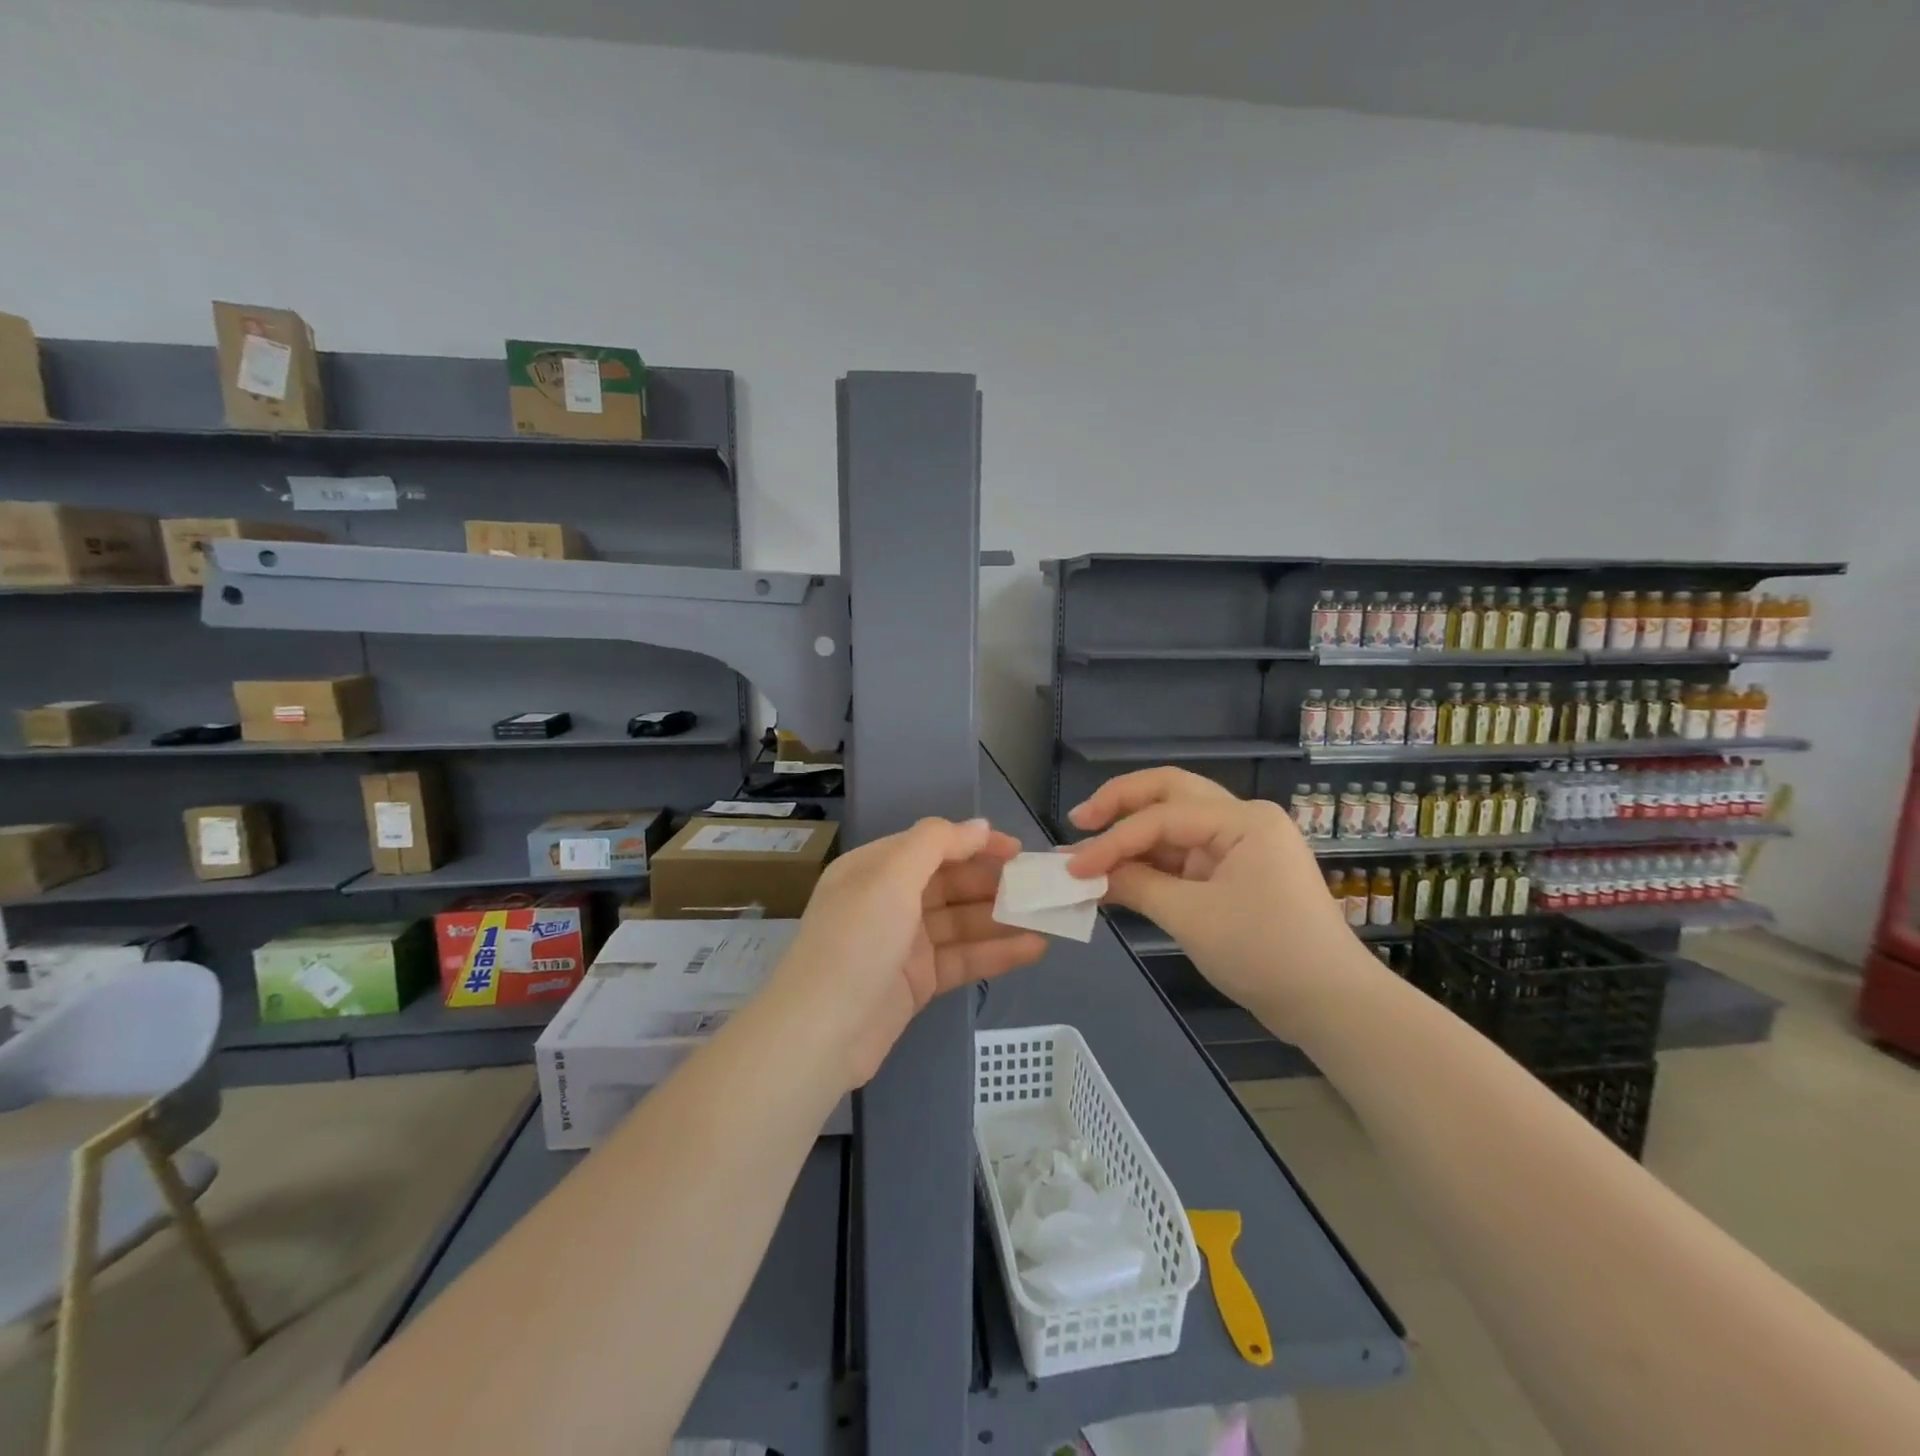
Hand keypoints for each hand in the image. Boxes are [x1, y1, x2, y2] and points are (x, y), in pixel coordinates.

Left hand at [773, 817, 1046, 1087]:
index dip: (975, 843)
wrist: (821, 1032)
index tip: (1018, 850)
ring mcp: (904, 943)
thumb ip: (936, 843)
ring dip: (1002, 918)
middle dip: (993, 882)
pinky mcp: (918, 982)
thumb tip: (978, 825)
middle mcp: (889, 900)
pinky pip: (963, 958)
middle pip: (950, 883)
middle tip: (1040, 886)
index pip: (933, 845)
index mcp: (875, 868)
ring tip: (1048, 916)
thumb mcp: (891, 876)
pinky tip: (1034, 948)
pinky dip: (996, 953)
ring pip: (961, 922)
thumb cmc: (856, 939)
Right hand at [1066, 768, 1371, 1037]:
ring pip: (1175, 824)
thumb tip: (1087, 874)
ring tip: (1089, 854)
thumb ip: (1136, 885)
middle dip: (1121, 804)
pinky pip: (1185, 856)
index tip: (1072, 867)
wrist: (1331, 1005)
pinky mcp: (1236, 873)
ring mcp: (1241, 846)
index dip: (1112, 841)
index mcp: (1242, 819)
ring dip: (1133, 837)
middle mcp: (1242, 820)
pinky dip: (1151, 863)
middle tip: (1080, 821)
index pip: (1161, 817)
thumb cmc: (1265, 953)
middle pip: (1170, 793)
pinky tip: (1120, 875)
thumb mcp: (1192, 918)